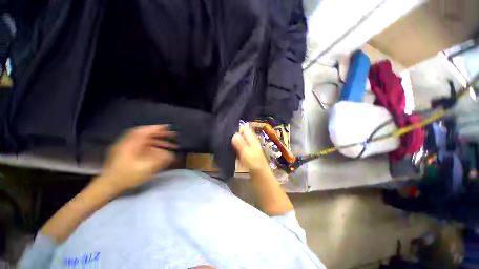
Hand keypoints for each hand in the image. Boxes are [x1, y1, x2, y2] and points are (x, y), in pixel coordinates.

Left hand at [100, 125, 176, 192]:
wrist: (109, 185)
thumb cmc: (127, 176)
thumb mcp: (146, 168)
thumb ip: (160, 160)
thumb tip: (171, 155)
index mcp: (131, 144)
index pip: (145, 131)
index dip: (157, 128)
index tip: (168, 127)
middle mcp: (128, 143)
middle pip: (146, 134)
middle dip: (160, 134)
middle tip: (172, 135)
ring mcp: (127, 148)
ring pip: (144, 141)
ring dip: (157, 141)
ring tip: (170, 145)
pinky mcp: (126, 153)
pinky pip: (141, 145)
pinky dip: (152, 146)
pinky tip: (159, 151)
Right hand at [232, 126, 269, 174]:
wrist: (260, 175)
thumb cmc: (253, 162)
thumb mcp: (245, 151)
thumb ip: (240, 142)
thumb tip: (234, 134)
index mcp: (252, 139)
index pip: (244, 129)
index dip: (238, 131)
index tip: (231, 137)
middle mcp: (251, 142)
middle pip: (242, 136)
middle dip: (235, 138)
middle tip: (228, 144)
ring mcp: (249, 148)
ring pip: (240, 143)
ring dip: (235, 145)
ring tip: (229, 149)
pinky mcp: (247, 154)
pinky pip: (240, 150)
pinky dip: (236, 151)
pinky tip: (233, 155)